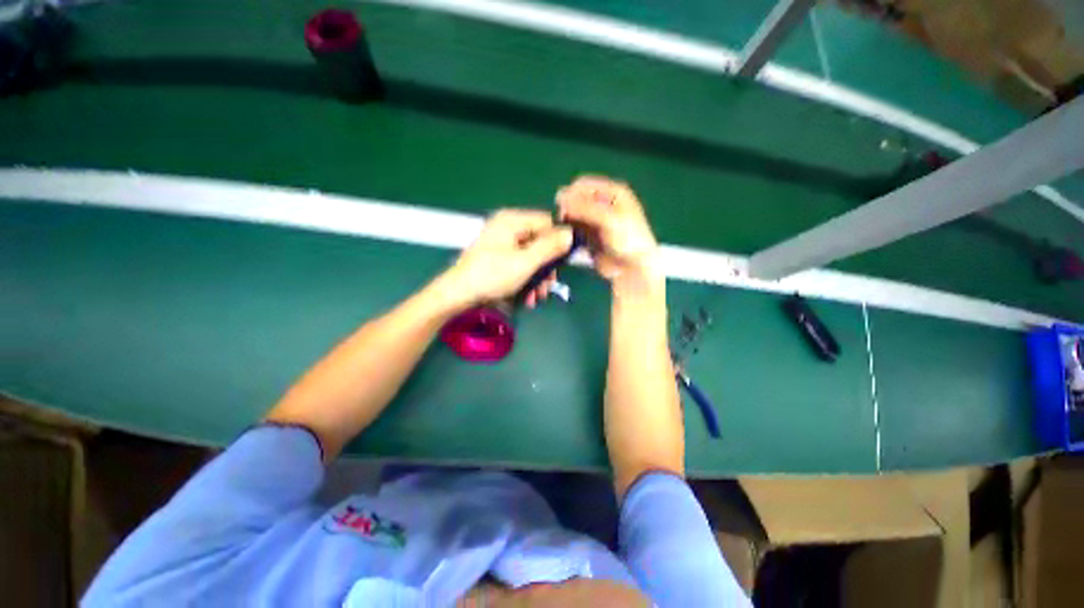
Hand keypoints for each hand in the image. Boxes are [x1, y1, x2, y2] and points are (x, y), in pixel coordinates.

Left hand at [442, 209, 573, 309]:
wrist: (457, 295)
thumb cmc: (492, 275)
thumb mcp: (526, 262)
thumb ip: (550, 247)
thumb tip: (571, 233)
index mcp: (512, 221)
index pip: (547, 222)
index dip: (558, 242)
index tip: (564, 263)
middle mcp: (507, 228)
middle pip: (539, 242)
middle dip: (546, 268)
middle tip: (548, 287)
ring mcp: (501, 244)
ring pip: (530, 257)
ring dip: (537, 279)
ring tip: (537, 298)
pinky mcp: (497, 258)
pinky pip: (518, 264)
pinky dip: (525, 280)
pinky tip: (526, 298)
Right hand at [556, 176, 661, 294]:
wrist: (633, 268)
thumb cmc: (628, 239)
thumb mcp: (608, 219)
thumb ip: (585, 208)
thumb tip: (560, 198)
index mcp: (613, 192)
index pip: (584, 185)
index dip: (571, 193)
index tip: (560, 206)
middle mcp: (604, 204)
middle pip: (577, 200)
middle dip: (568, 209)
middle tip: (563, 221)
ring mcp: (596, 221)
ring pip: (574, 216)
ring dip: (567, 222)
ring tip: (566, 232)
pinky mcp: (590, 237)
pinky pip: (575, 231)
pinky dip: (570, 233)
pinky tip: (568, 240)